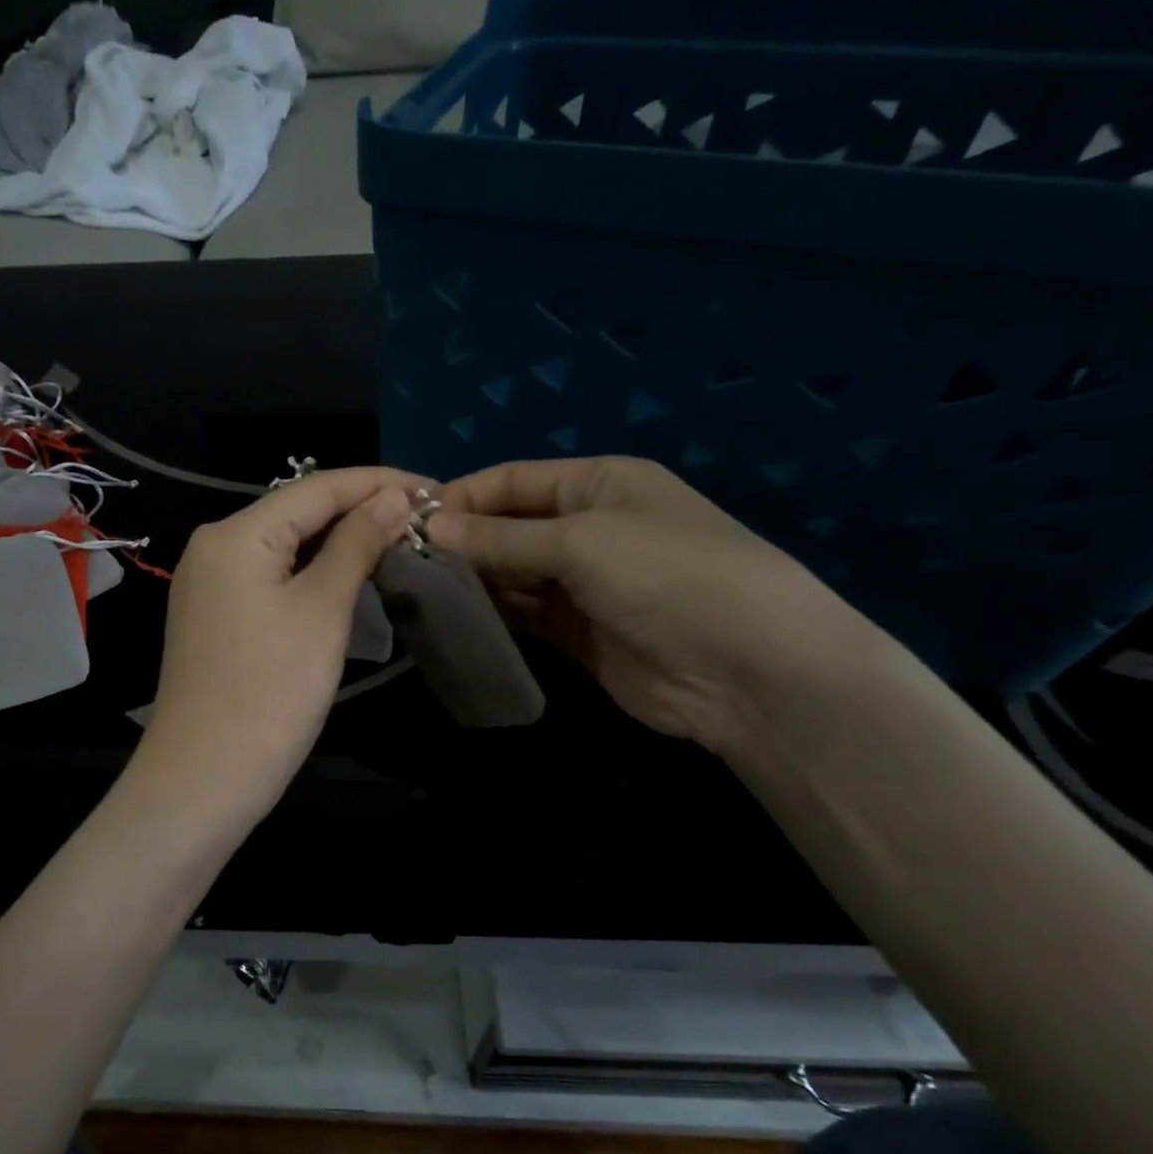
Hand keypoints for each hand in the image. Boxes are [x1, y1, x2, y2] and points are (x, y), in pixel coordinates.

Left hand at [135, 468, 419, 826]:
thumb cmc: (270, 691)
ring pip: (285, 546)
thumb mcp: (322, 610)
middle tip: (425, 519)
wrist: (205, 776)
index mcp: (235, 533)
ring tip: (399, 541)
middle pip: (298, 512)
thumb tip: (392, 499)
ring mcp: (209, 584)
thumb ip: (356, 545)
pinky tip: (349, 575)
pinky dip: (312, 572)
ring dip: (340, 542)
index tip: (435, 489)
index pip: (317, 488)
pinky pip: (270, 577)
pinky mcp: (215, 617)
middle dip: (360, 510)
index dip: (378, 482)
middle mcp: (214, 547)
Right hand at [428, 457, 877, 752]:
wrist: (748, 672)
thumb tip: (428, 527)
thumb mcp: (581, 542)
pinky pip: (522, 616)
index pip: (511, 481)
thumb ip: (501, 538)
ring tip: (419, 593)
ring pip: (510, 574)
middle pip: (506, 527)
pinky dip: (492, 616)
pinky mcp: (576, 633)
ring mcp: (582, 583)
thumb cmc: (667, 576)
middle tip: (404, 565)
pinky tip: (455, 620)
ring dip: (471, 581)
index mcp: (597, 484)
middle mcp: (586, 527)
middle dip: (460, 543)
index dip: (461, 498)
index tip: (406, 523)